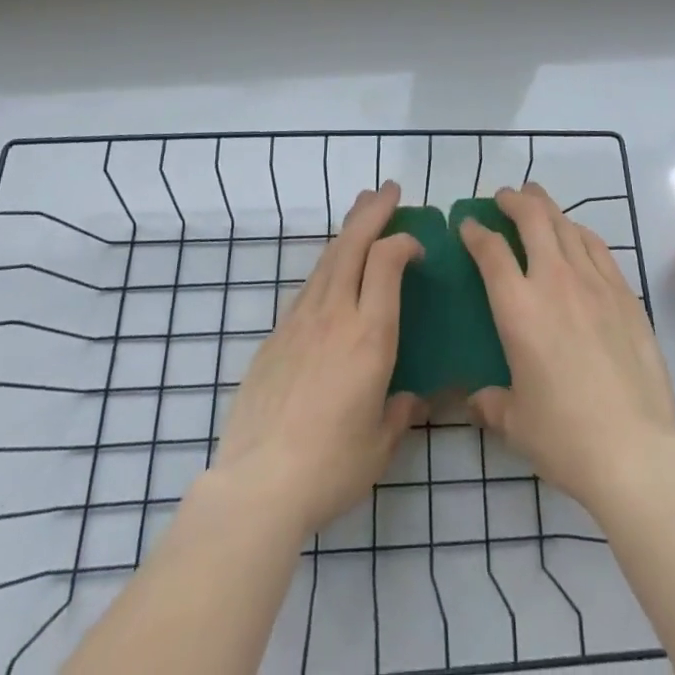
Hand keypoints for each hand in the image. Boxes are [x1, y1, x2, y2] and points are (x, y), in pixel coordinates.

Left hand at [212, 181, 423, 536]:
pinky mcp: (275, 336)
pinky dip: (326, 266)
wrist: (257, 485)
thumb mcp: (380, 445)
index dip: (403, 241)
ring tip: (361, 209)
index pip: (386, 262)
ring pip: (327, 259)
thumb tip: (413, 398)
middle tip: (389, 190)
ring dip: (347, 229)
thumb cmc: (330, 466)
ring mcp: (300, 321)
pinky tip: (330, 271)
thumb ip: (401, 412)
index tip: (417, 245)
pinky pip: (308, 287)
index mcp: (369, 334)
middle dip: (373, 211)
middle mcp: (334, 314)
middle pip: (353, 245)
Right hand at [460, 184, 674, 513]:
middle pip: (532, 219)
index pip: (491, 251)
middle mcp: (554, 282)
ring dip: (547, 207)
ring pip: (567, 225)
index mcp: (518, 308)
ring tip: (537, 201)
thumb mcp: (515, 423)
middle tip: (504, 197)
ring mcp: (594, 283)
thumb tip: (476, 400)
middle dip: (514, 200)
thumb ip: (491, 402)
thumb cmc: (565, 437)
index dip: (475, 232)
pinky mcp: (625, 293)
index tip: (468, 226)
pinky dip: (580, 232)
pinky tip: (576, 234)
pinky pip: (597, 247)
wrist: (635, 449)